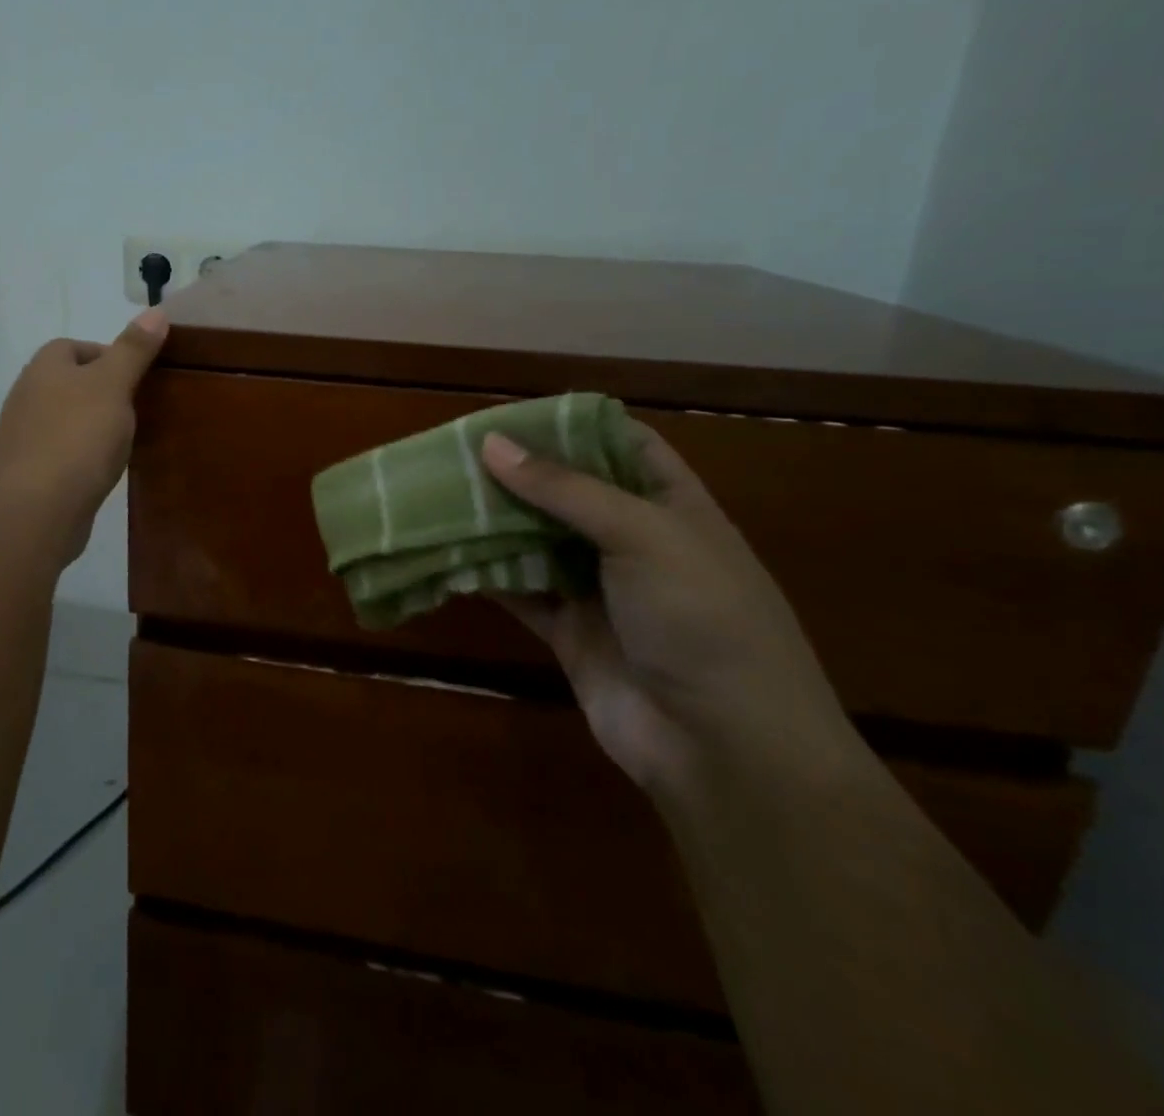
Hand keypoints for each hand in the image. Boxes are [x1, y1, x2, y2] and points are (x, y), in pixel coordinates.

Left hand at [0, 309, 167, 565]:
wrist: (36, 509)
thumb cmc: (77, 437)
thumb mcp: (113, 385)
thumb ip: (134, 350)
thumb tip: (156, 311)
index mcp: (44, 368)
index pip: (74, 346)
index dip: (108, 355)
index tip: (138, 375)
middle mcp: (28, 396)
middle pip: (71, 383)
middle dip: (104, 392)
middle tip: (139, 407)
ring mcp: (25, 436)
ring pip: (68, 419)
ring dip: (94, 426)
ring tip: (127, 439)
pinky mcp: (31, 472)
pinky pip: (64, 453)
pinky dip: (85, 456)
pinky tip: (104, 470)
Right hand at [481, 424, 861, 801]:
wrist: (725, 750)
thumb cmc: (703, 619)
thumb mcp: (643, 535)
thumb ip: (564, 488)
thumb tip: (489, 443)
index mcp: (671, 506)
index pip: (623, 445)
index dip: (572, 424)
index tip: (512, 413)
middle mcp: (634, 541)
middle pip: (568, 492)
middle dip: (518, 471)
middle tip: (454, 451)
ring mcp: (600, 589)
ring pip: (536, 540)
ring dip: (494, 520)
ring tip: (437, 492)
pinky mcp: (569, 631)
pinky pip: (520, 590)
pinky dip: (486, 573)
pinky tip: (444, 552)